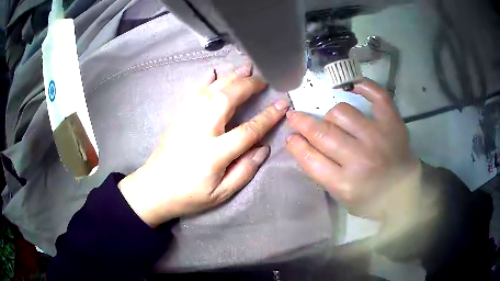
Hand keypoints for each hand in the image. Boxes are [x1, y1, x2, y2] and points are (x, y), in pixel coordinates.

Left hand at [118, 64, 289, 226]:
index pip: (248, 130)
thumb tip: (263, 148)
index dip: (268, 116)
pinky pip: (193, 93)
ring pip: (211, 91)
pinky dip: (205, 80)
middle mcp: (200, 130)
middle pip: (228, 99)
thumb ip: (244, 171)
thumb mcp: (221, 194)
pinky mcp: (177, 117)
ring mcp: (186, 120)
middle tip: (262, 80)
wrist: (154, 189)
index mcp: (214, 153)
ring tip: (245, 67)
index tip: (282, 103)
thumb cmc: (189, 195)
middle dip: (248, 85)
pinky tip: (213, 72)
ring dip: (230, 77)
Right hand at [285, 79, 421, 221]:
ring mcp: (378, 137)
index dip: (295, 145)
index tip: (290, 136)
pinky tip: (351, 86)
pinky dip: (363, 86)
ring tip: (331, 118)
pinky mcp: (392, 123)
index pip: (311, 158)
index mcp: (346, 183)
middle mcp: (360, 158)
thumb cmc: (372, 199)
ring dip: (330, 114)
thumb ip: (322, 174)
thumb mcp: (342, 197)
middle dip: (302, 122)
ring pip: (342, 112)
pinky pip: (376, 95)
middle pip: (322, 133)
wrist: (405, 191)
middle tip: (295, 117)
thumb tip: (301, 144)